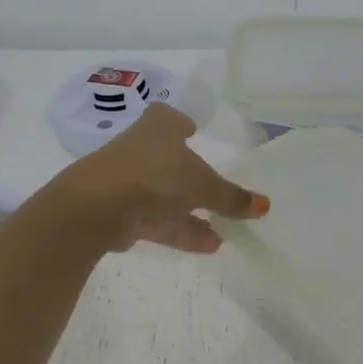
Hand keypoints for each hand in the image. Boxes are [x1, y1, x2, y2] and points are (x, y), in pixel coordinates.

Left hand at [51, 105, 268, 254]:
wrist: (98, 206)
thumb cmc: (156, 176)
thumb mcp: (203, 185)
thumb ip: (232, 196)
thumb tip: (264, 205)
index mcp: (158, 127)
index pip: (168, 118)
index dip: (181, 124)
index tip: (192, 130)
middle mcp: (140, 149)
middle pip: (170, 161)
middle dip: (193, 178)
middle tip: (217, 190)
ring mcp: (128, 181)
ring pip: (165, 195)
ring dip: (193, 213)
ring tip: (224, 233)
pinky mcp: (121, 213)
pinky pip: (157, 220)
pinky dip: (181, 230)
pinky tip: (209, 245)